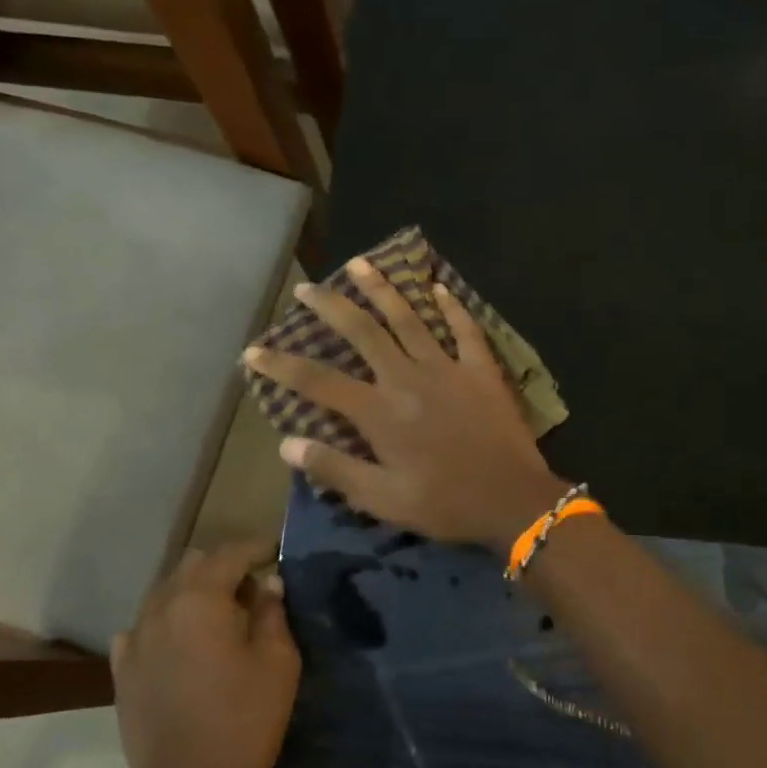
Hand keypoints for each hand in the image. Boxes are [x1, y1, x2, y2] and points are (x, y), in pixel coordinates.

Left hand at [110, 542, 298, 767]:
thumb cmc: (244, 721)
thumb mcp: (278, 662)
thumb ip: (272, 613)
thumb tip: (267, 583)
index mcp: (200, 599)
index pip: (230, 553)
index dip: (257, 548)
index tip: (276, 552)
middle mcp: (160, 607)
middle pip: (192, 565)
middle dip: (223, 567)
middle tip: (252, 589)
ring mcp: (134, 639)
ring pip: (165, 593)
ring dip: (194, 593)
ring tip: (220, 617)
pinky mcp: (121, 670)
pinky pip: (144, 628)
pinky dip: (167, 624)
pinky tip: (183, 646)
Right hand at [244, 258, 569, 548]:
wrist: (513, 500)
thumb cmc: (445, 504)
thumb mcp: (383, 499)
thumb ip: (335, 469)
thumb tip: (287, 444)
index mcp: (380, 412)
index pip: (319, 382)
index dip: (282, 365)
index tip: (253, 351)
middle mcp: (407, 378)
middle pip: (362, 332)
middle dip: (330, 306)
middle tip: (306, 287)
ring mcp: (447, 368)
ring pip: (409, 318)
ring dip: (382, 289)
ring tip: (360, 264)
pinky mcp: (481, 370)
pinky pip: (465, 329)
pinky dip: (452, 307)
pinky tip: (439, 287)